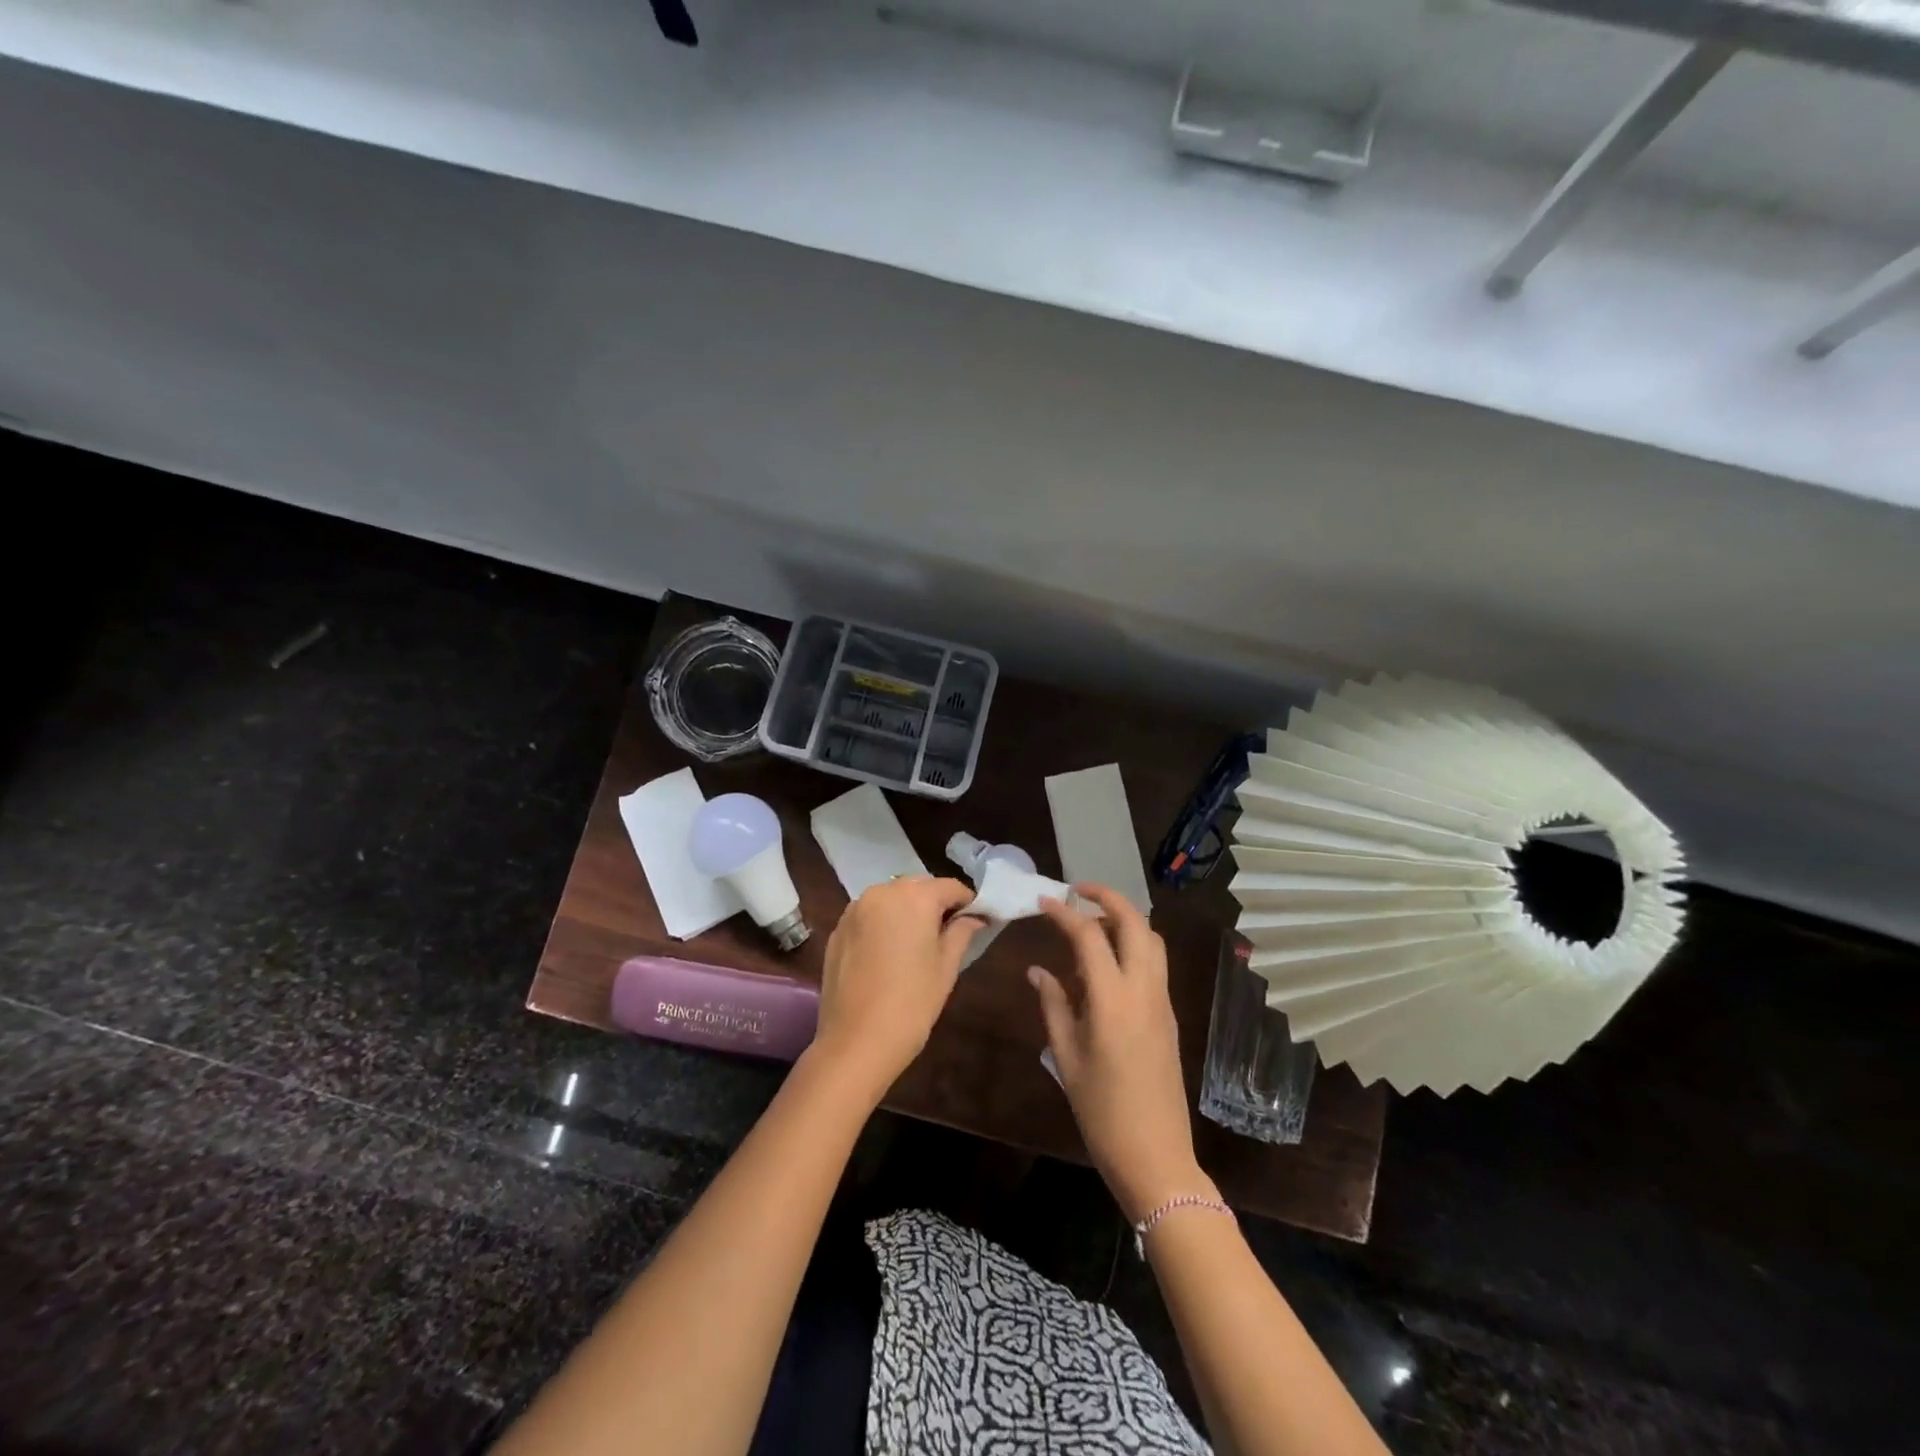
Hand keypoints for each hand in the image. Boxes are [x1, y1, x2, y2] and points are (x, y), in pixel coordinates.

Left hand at [808, 876, 983, 1105]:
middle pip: (918, 886)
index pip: (950, 887)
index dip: (967, 902)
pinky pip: (869, 915)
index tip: (977, 920)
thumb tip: (974, 918)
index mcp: (914, 897)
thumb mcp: (946, 968)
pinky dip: (883, 923)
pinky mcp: (838, 929)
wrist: (855, 1042)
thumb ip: (961, 933)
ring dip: (907, 910)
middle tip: (948, 933)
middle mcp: (882, 892)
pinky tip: (887, 953)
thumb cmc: (912, 1003)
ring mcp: (855, 909)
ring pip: (891, 898)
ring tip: (916, 943)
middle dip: (935, 903)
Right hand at [1031, 884, 1211, 1221]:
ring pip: (1152, 940)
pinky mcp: (1169, 1016)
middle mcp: (1144, 990)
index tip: (1044, 901)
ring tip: (1092, 923)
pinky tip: (1106, 965)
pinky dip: (1133, 946)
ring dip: (1125, 919)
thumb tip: (1037, 970)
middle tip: (1079, 891)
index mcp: (1112, 999)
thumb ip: (1053, 1005)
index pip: (1089, 935)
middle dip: (1108, 897)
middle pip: (1135, 923)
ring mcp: (1162, 1002)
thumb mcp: (1066, 1057)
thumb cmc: (1101, 1111)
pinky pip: (1154, 964)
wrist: (1156, 1156)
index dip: (1065, 912)